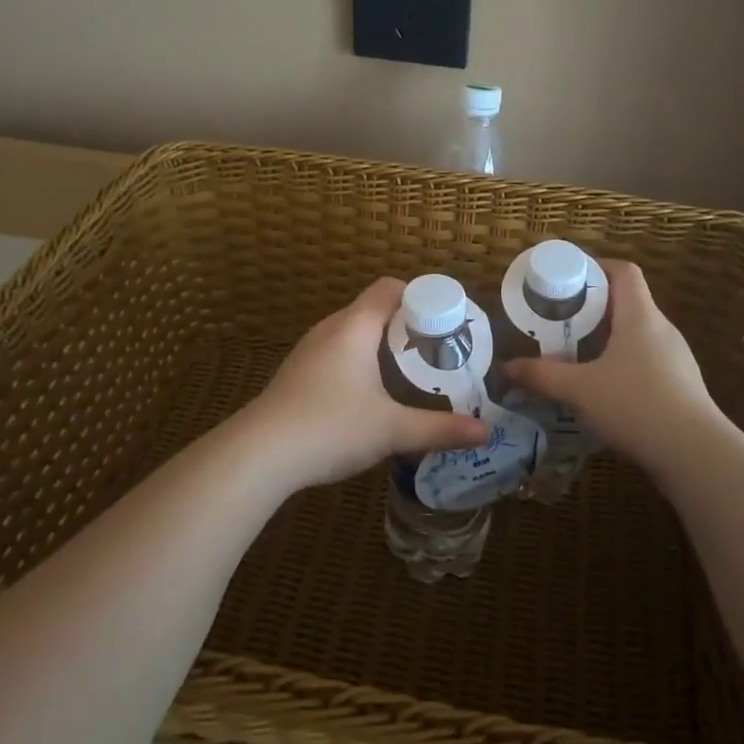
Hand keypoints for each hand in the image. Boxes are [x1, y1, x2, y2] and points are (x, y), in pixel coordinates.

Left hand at [239, 278, 489, 491]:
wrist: (259, 454)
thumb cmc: (330, 427)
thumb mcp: (392, 430)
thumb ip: (439, 428)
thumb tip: (485, 432)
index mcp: (355, 327)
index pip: (390, 288)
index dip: (420, 298)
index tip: (445, 324)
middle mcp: (331, 329)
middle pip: (374, 310)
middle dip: (407, 327)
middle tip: (436, 353)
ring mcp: (309, 351)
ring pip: (354, 334)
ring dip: (382, 346)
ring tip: (410, 374)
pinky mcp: (297, 374)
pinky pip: (337, 353)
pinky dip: (360, 362)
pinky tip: (370, 396)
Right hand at [505, 260, 725, 476]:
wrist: (696, 455)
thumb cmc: (636, 405)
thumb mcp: (579, 390)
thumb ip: (541, 376)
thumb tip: (506, 368)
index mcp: (640, 316)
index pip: (624, 271)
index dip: (596, 267)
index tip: (567, 279)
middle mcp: (662, 330)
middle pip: (627, 302)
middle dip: (592, 308)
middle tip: (559, 320)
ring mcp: (676, 359)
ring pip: (636, 335)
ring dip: (606, 339)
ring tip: (575, 355)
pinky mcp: (681, 387)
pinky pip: (646, 362)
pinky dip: (621, 365)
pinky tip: (602, 390)